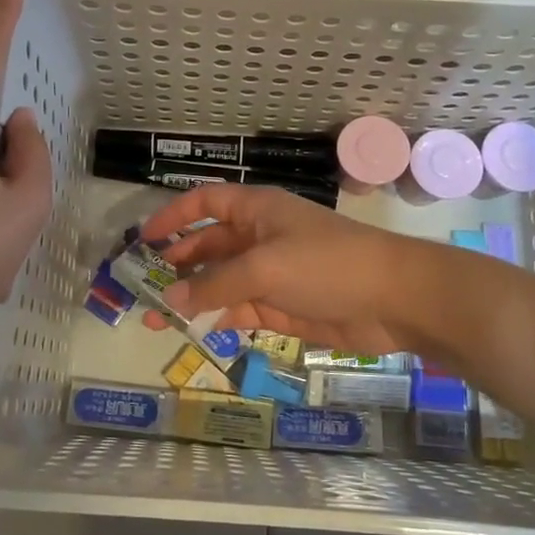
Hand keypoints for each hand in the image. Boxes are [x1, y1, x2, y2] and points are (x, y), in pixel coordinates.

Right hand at [140, 184, 444, 361]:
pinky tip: (195, 331)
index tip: (144, 240)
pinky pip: (239, 309)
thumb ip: (216, 284)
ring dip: (191, 298)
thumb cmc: (327, 264)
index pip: (205, 203)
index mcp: (256, 210)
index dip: (174, 217)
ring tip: (155, 319)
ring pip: (219, 282)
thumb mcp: (265, 267)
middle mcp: (259, 237)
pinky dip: (217, 318)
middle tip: (141, 289)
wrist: (393, 299)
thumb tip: (170, 299)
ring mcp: (270, 273)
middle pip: (207, 246)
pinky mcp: (281, 307)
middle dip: (176, 265)